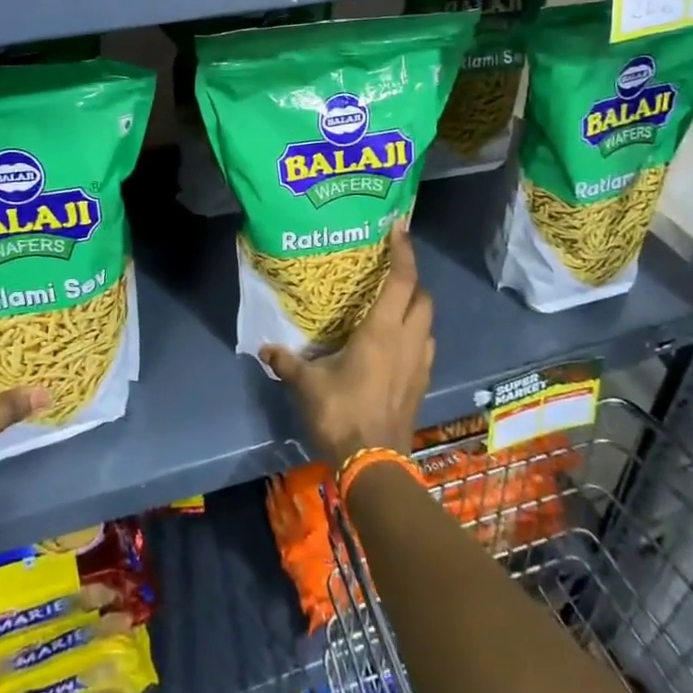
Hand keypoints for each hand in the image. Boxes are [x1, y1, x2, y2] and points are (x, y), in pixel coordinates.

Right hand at [261, 223, 433, 466]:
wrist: (374, 465)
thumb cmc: (341, 414)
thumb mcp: (307, 385)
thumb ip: (287, 362)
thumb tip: (265, 348)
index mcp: (382, 331)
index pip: (402, 280)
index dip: (404, 251)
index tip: (400, 227)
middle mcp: (407, 340)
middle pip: (423, 297)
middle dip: (412, 279)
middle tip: (390, 271)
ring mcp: (419, 363)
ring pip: (428, 322)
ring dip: (416, 308)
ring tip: (393, 305)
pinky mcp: (421, 384)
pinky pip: (425, 346)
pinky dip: (416, 334)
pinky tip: (396, 344)